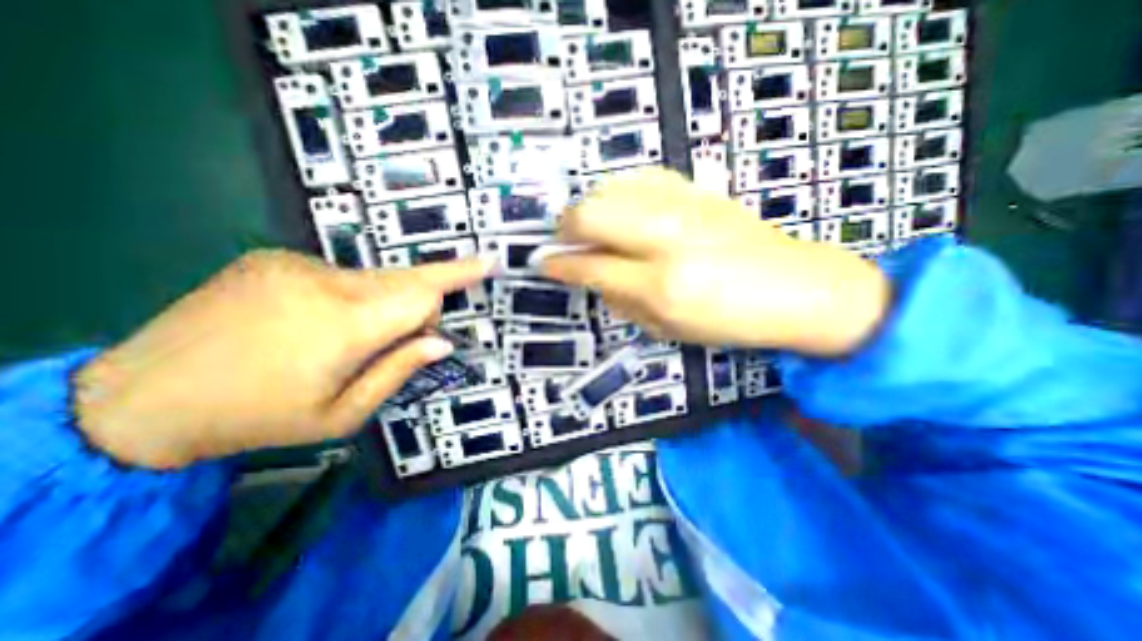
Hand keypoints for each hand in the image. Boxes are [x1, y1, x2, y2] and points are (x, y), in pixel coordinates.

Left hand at [76, 250, 489, 470]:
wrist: (138, 398)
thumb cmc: (259, 417)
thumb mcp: (342, 413)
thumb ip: (399, 371)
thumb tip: (441, 342)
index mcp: (346, 324)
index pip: (423, 292)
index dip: (456, 279)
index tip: (488, 261)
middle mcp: (327, 282)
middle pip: (405, 280)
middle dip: (418, 305)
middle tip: (406, 338)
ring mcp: (296, 264)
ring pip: (375, 277)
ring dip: (382, 304)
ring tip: (345, 340)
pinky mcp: (274, 258)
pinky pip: (341, 274)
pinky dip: (350, 296)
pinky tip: (315, 323)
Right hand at [544, 167, 891, 356]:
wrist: (798, 288)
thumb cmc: (730, 321)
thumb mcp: (666, 327)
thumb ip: (619, 299)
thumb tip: (585, 275)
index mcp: (661, 284)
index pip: (590, 265)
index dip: (559, 263)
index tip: (543, 262)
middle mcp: (668, 236)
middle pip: (592, 212)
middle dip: (567, 227)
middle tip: (567, 243)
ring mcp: (685, 204)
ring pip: (611, 187)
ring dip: (591, 208)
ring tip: (593, 228)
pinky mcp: (698, 189)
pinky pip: (640, 177)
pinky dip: (620, 192)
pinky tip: (625, 210)